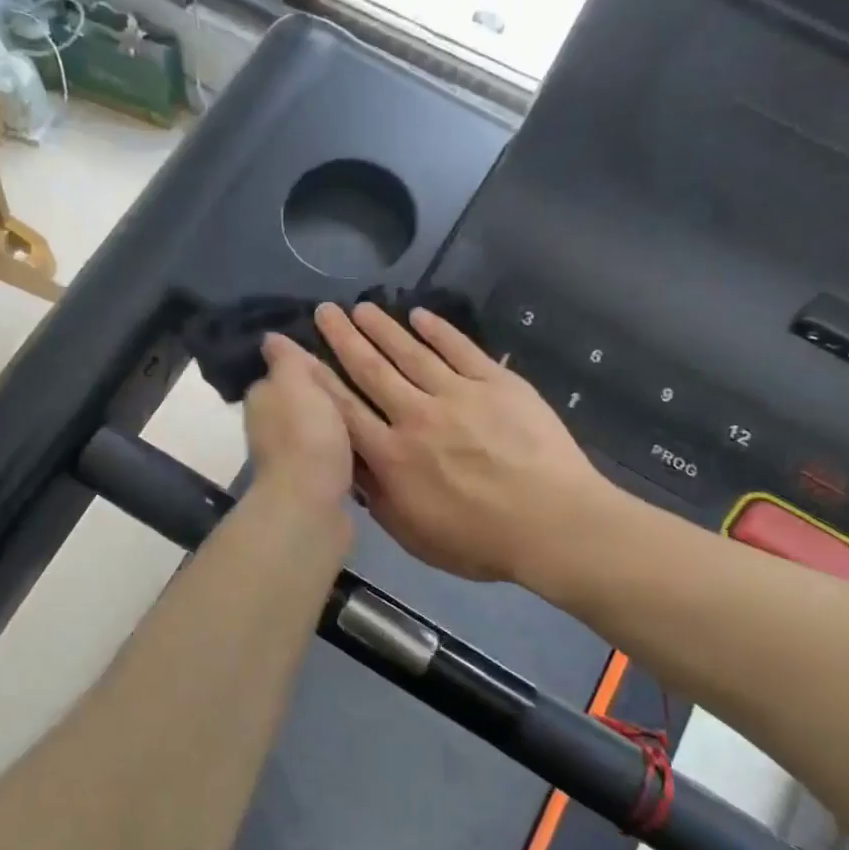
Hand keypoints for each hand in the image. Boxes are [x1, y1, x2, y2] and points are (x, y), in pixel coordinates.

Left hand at [243, 333, 355, 510]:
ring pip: (317, 428)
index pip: (282, 371)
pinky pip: (330, 455)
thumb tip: (270, 338)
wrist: (311, 506)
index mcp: (262, 398)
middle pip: (301, 401)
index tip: (340, 352)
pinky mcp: (312, 482)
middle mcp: (269, 427)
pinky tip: (367, 444)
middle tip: (366, 380)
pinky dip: (343, 449)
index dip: (307, 363)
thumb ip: (287, 359)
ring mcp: (290, 457)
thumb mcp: (297, 382)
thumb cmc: (305, 436)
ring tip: (374, 408)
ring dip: (336, 423)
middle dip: (326, 393)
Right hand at [313, 301, 611, 582]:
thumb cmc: (481, 542)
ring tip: (362, 308)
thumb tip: (350, 465)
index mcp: (392, 456)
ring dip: (383, 328)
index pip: (343, 408)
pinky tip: (420, 316)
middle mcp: (416, 416)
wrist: (554, 525)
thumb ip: (376, 497)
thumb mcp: (413, 535)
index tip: (294, 352)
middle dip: (343, 338)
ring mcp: (458, 394)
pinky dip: (439, 330)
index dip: (315, 378)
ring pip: (411, 353)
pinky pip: (461, 349)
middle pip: (371, 369)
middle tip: (324, 311)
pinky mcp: (497, 383)